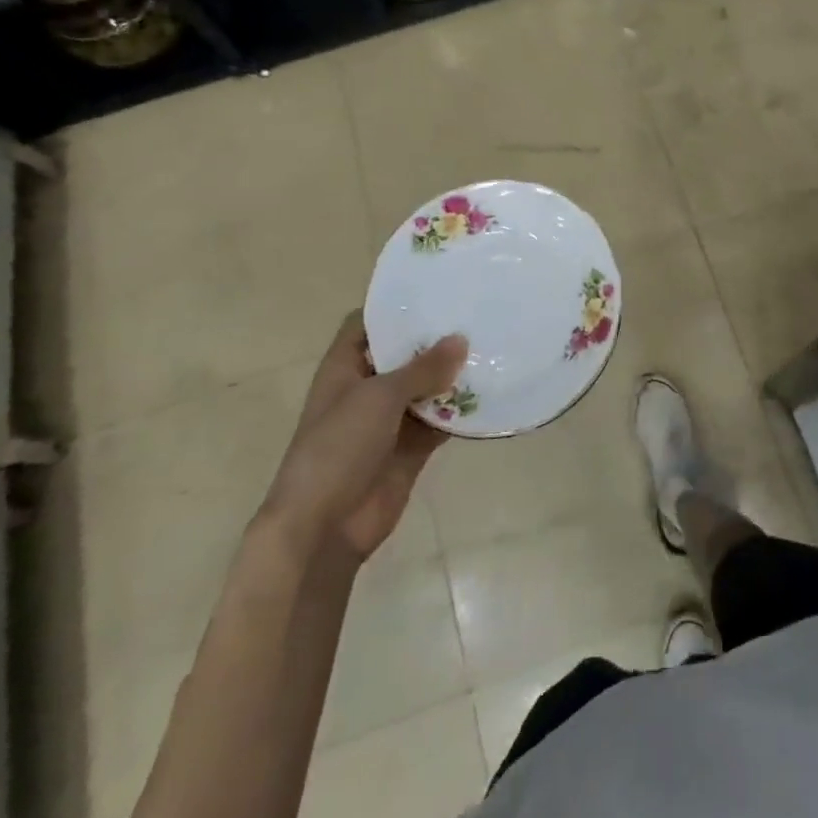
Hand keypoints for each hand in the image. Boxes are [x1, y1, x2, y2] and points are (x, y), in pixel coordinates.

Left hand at [261, 312, 467, 561]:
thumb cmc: (339, 448)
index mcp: (345, 367)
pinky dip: (460, 411)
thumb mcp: (379, 397)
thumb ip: (422, 368)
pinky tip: (492, 393)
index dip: (394, 306)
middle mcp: (367, 388)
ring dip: (453, 375)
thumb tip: (461, 339)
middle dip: (435, 339)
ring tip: (492, 346)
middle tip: (477, 313)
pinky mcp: (410, 448)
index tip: (434, 290)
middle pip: (403, 354)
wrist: (324, 527)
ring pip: (426, 387)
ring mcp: (389, 420)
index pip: (367, 323)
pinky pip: (440, 421)